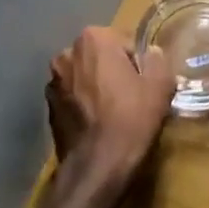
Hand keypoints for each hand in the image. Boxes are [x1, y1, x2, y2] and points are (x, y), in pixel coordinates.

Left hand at [46, 28, 175, 194]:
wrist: (96, 168)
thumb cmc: (131, 118)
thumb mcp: (160, 84)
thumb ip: (157, 59)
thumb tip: (150, 54)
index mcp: (93, 39)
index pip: (124, 41)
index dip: (138, 62)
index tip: (144, 82)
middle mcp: (66, 54)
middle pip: (101, 56)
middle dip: (114, 69)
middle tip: (132, 95)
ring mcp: (52, 83)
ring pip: (86, 77)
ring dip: (98, 86)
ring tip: (114, 112)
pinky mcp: (47, 109)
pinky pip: (74, 98)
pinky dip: (85, 104)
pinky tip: (98, 124)